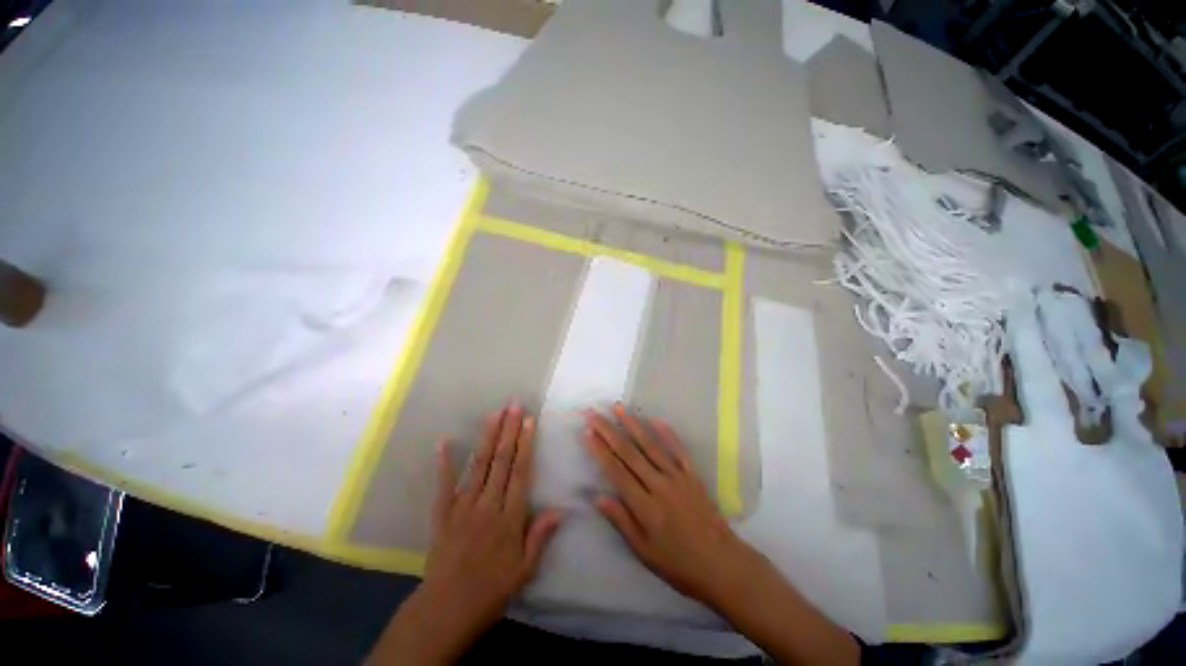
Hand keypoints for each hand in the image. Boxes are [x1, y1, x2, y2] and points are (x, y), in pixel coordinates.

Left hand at [369, 403, 561, 664]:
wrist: (446, 609)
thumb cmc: (491, 589)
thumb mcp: (524, 570)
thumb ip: (540, 537)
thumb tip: (559, 510)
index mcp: (509, 517)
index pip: (521, 472)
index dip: (526, 444)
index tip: (529, 421)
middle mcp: (488, 505)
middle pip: (501, 461)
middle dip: (509, 431)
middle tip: (514, 406)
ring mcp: (463, 507)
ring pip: (479, 465)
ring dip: (488, 438)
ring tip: (494, 414)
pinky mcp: (443, 513)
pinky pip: (444, 485)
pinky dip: (444, 463)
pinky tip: (444, 442)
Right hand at [582, 404, 768, 607]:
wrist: (722, 564)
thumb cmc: (678, 563)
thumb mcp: (644, 551)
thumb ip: (621, 521)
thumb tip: (597, 497)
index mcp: (645, 506)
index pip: (616, 471)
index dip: (599, 450)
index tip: (587, 432)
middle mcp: (659, 485)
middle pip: (629, 453)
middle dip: (609, 431)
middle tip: (594, 414)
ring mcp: (677, 476)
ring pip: (650, 445)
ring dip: (633, 424)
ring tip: (618, 408)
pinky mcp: (692, 474)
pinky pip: (678, 449)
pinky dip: (667, 433)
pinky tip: (655, 418)